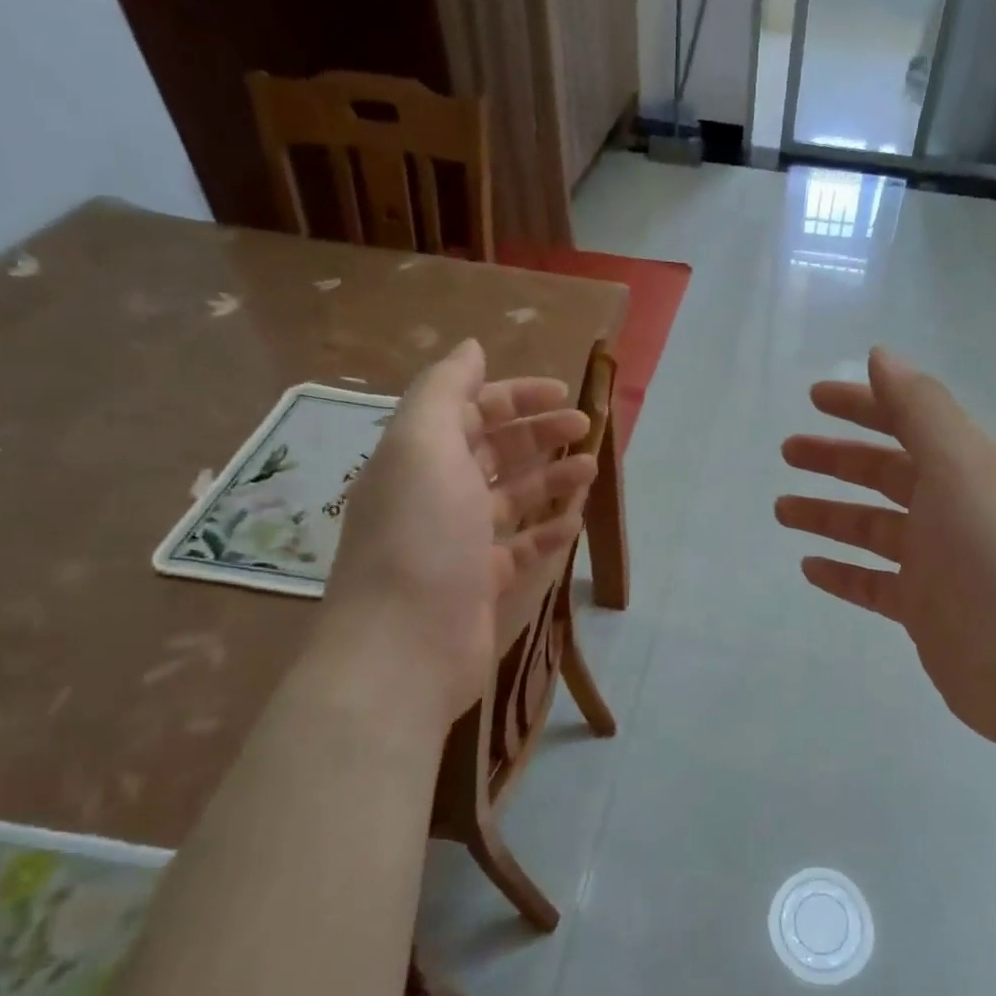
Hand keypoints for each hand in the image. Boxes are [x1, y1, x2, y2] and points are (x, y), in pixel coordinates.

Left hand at [322, 340, 596, 715]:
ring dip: (552, 479)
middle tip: (587, 429)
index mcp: (418, 456)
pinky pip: (521, 547)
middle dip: (540, 434)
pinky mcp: (481, 583)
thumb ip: (445, 390)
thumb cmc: (420, 536)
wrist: (403, 647)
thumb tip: (471, 348)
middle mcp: (436, 493)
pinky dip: (547, 530)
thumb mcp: (423, 444)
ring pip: (512, 498)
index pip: (469, 411)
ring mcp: (459, 541)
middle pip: (494, 451)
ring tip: (592, 470)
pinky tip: (573, 521)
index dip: (515, 396)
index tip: (564, 393)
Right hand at [777, 348, 995, 749]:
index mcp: (974, 469)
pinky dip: (844, 573)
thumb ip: (921, 409)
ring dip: (830, 514)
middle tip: (788, 452)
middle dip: (838, 459)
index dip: (865, 405)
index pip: (913, 422)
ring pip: (876, 529)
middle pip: (889, 474)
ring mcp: (944, 565)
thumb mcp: (964, 469)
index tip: (814, 398)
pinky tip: (810, 567)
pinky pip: (876, 584)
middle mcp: (959, 510)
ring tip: (782, 509)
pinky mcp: (929, 613)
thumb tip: (881, 354)